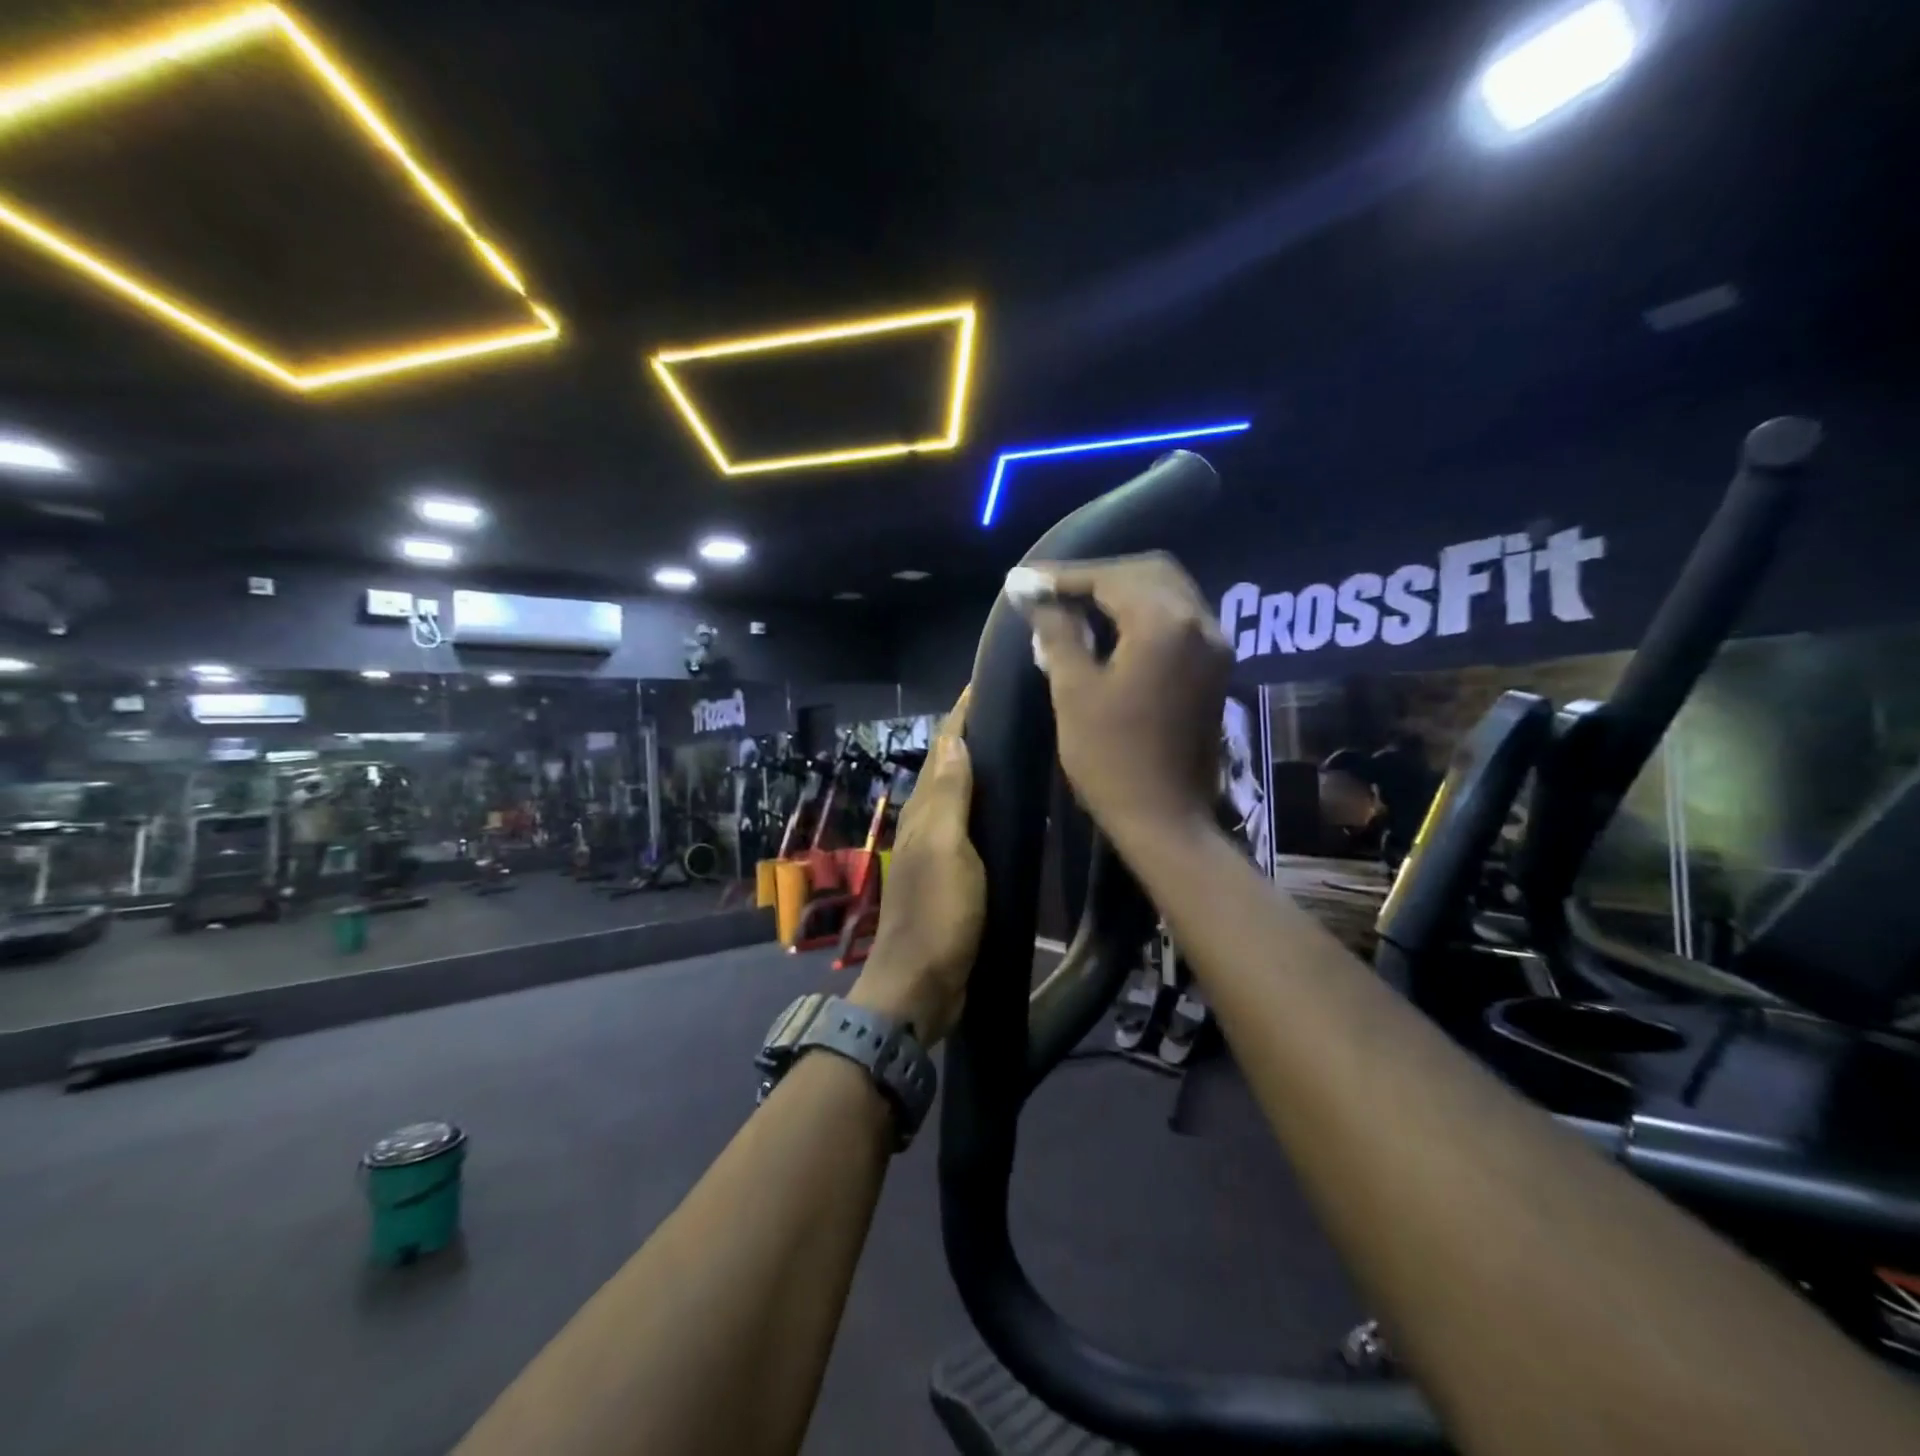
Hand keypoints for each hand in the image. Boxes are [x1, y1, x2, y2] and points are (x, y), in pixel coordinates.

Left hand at [849, 691, 983, 1046]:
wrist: (921, 985)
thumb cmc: (937, 914)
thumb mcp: (947, 849)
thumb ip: (950, 796)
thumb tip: (953, 738)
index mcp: (925, 811)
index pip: (943, 748)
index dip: (961, 715)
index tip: (984, 682)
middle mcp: (927, 823)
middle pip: (949, 767)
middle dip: (971, 733)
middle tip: (1010, 707)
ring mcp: (939, 850)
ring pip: (959, 795)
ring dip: (978, 767)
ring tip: (1013, 745)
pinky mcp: (953, 875)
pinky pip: (970, 826)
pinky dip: (984, 805)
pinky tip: (1006, 808)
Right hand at [1012, 554, 1229, 841]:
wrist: (1164, 819)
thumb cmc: (1111, 758)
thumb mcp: (1073, 691)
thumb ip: (1057, 632)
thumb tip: (1034, 595)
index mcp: (1164, 624)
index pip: (1110, 577)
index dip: (1063, 576)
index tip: (1023, 581)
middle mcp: (1199, 622)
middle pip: (1147, 572)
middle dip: (1097, 576)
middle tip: (1051, 590)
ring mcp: (1214, 645)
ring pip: (1166, 592)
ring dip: (1121, 591)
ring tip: (1074, 606)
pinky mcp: (1215, 667)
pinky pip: (1178, 618)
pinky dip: (1143, 612)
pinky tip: (1110, 628)